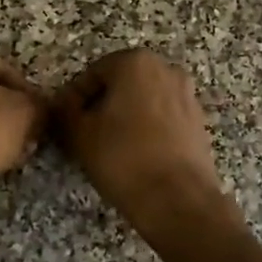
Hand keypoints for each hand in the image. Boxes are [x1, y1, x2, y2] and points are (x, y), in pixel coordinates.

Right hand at [53, 49, 229, 238]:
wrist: (178, 199)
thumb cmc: (123, 158)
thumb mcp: (79, 134)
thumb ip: (64, 111)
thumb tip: (63, 105)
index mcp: (136, 62)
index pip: (93, 74)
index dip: (74, 98)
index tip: (66, 122)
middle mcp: (167, 70)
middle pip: (121, 84)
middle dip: (101, 106)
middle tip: (84, 134)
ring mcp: (187, 96)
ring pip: (143, 102)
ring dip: (124, 118)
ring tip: (108, 148)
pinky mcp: (198, 122)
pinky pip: (163, 119)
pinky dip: (147, 130)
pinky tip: (135, 156)